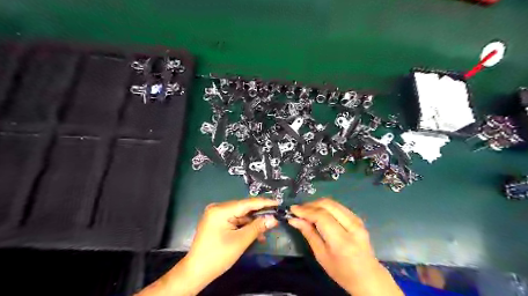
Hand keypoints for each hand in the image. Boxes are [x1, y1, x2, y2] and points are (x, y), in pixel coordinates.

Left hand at [185, 198, 277, 280]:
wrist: (196, 271)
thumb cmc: (218, 256)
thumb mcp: (240, 241)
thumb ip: (258, 227)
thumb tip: (274, 219)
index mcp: (221, 210)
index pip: (247, 203)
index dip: (264, 203)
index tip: (278, 202)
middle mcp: (218, 208)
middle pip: (244, 208)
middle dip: (259, 215)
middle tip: (275, 218)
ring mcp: (216, 214)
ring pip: (240, 215)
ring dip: (252, 223)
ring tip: (266, 231)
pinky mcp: (217, 221)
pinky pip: (234, 220)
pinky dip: (244, 226)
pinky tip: (255, 234)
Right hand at [287, 198, 402, 295]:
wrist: (368, 277)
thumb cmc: (342, 272)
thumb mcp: (321, 256)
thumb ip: (309, 234)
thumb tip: (294, 220)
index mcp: (342, 241)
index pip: (322, 217)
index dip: (305, 211)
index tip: (292, 210)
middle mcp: (352, 226)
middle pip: (328, 205)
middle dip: (310, 205)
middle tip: (298, 210)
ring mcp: (357, 220)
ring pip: (333, 203)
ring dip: (317, 204)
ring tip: (305, 210)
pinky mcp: (357, 218)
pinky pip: (338, 206)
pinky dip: (325, 206)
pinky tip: (317, 212)